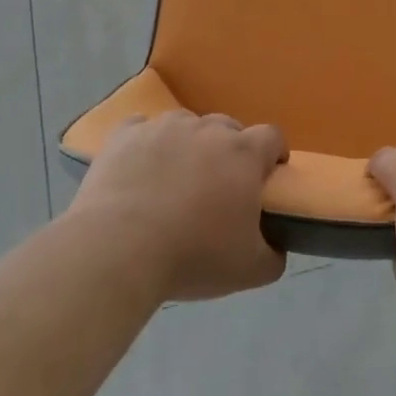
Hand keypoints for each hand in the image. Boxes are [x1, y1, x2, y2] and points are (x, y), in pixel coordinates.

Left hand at [72, 110, 287, 301]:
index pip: (272, 136)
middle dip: (229, 151)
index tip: (267, 176)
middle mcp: (207, 129)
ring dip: (188, 145)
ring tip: (174, 179)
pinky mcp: (125, 134)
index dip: (273, 153)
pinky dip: (146, 144)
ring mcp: (164, 127)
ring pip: (185, 125)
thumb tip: (277, 248)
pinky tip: (139, 168)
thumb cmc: (192, 255)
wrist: (118, 249)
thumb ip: (273, 255)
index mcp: (244, 154)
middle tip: (218, 187)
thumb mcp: (250, 270)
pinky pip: (142, 128)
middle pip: (228, 128)